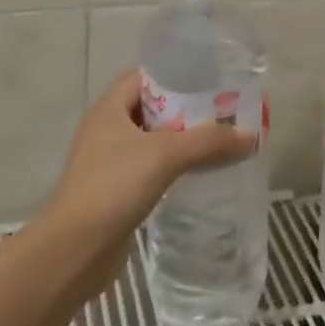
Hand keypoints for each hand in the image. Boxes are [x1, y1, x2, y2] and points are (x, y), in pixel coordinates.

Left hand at [43, 71, 255, 264]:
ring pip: (153, 141)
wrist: (75, 250)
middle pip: (153, 108)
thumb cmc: (114, 187)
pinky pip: (151, 168)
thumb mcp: (165, 155)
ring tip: (219, 142)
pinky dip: (174, 167)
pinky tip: (199, 174)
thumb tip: (250, 135)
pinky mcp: (117, 191)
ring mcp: (110, 162)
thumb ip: (207, 142)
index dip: (176, 75)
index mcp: (110, 108)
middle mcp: (107, 129)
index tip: (211, 81)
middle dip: (187, 110)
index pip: (145, 77)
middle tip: (225, 112)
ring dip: (182, 141)